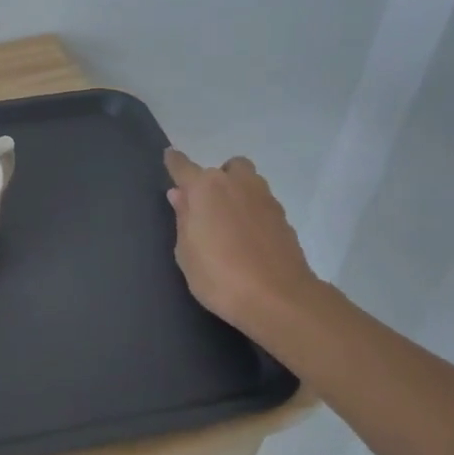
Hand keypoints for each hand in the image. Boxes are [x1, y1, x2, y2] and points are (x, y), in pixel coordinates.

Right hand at [163, 148, 321, 336]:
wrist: (277, 298)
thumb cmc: (218, 275)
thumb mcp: (186, 251)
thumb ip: (183, 218)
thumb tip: (180, 195)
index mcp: (206, 188)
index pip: (183, 166)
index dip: (174, 162)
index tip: (169, 157)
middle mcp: (237, 184)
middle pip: (227, 167)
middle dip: (217, 179)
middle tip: (208, 206)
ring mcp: (265, 199)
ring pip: (249, 182)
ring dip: (238, 193)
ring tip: (229, 223)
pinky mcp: (284, 218)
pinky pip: (262, 204)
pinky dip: (253, 213)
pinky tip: (247, 239)